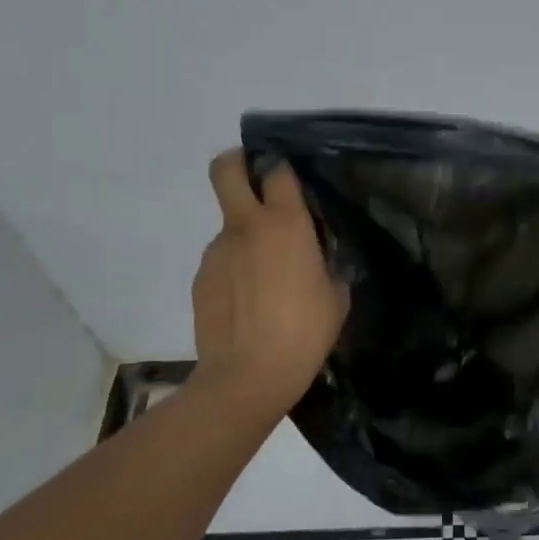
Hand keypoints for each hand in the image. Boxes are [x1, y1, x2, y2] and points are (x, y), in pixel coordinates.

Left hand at [193, 151, 348, 404]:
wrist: (247, 377)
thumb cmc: (304, 332)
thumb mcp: (337, 294)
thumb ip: (328, 262)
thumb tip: (319, 254)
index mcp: (285, 224)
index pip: (277, 170)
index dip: (283, 169)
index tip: (292, 181)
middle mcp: (246, 226)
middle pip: (226, 169)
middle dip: (237, 162)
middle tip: (256, 180)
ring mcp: (217, 250)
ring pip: (229, 223)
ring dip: (246, 234)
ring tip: (266, 276)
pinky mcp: (201, 277)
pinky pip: (222, 259)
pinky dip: (236, 267)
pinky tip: (250, 301)